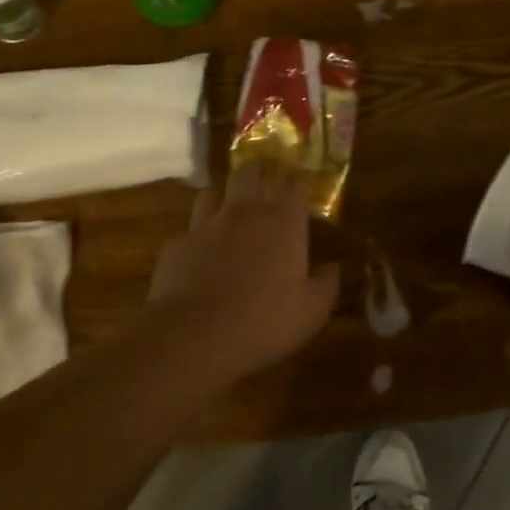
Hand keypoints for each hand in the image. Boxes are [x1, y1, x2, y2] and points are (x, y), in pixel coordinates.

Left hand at [143, 162, 340, 387]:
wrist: (192, 337)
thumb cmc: (263, 322)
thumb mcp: (311, 312)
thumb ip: (326, 284)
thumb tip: (333, 267)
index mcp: (282, 222)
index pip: (295, 184)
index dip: (299, 183)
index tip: (302, 191)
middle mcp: (244, 212)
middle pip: (249, 172)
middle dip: (258, 173)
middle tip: (264, 185)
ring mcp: (205, 225)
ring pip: (212, 194)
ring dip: (222, 200)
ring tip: (228, 217)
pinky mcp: (176, 245)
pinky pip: (189, 231)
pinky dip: (197, 239)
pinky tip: (199, 259)